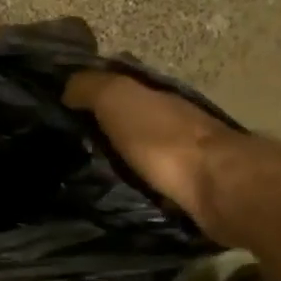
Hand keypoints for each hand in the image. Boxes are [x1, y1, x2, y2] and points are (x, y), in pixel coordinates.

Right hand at [65, 72, 240, 241]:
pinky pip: (152, 182)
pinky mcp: (189, 190)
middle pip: (132, 119)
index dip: (92, 92)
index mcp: (156, 96)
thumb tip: (66, 88)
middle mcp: (172, 120)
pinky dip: (136, 184)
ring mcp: (185, 156)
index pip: (120, 85)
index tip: (62, 107)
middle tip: (67, 146)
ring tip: (85, 175)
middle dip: (104, 128)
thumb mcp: (118, 100)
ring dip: (120, 159)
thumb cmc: (164, 139)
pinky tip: (115, 194)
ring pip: (142, 151)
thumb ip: (91, 87)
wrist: (218, 188)